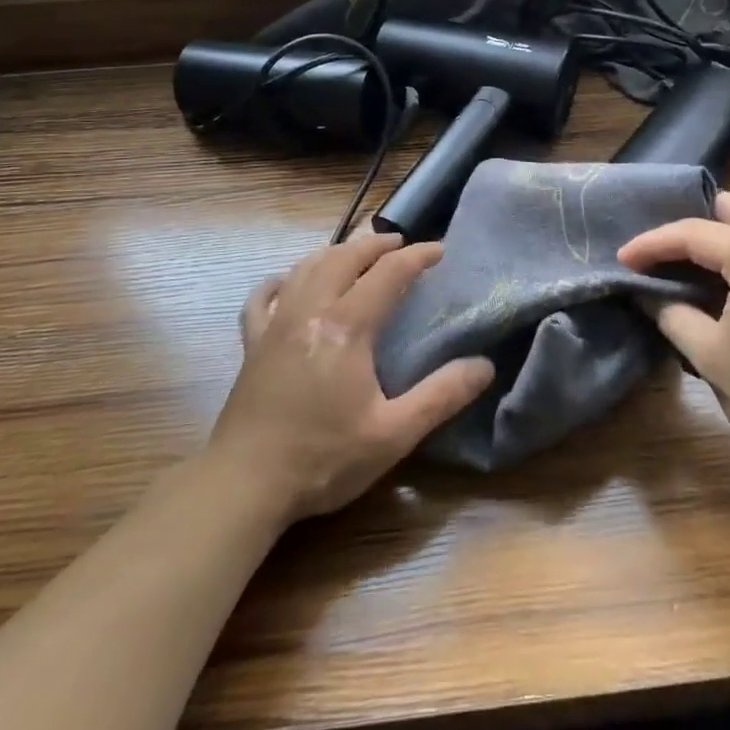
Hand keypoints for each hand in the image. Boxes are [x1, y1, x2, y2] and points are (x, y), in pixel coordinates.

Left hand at [210, 234, 494, 522]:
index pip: (388, 274)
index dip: (417, 257)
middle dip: (375, 245)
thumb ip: (441, 396)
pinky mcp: (252, 345)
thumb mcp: (393, 434)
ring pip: (305, 268)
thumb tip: (484, 366)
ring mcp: (275, 324)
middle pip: (344, 257)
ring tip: (356, 254)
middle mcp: (310, 310)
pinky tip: (286, 281)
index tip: (441, 250)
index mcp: (347, 326)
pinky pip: (262, 298)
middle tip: (401, 244)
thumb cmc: (323, 458)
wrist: (245, 484)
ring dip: (335, 252)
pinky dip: (280, 281)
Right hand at [619, 192, 729, 484]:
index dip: (652, 244)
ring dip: (718, 239)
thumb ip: (672, 315)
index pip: (693, 232)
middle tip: (658, 259)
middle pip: (727, 209)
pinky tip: (728, 280)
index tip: (622, 259)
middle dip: (687, 230)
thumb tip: (646, 294)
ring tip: (686, 269)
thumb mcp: (713, 360)